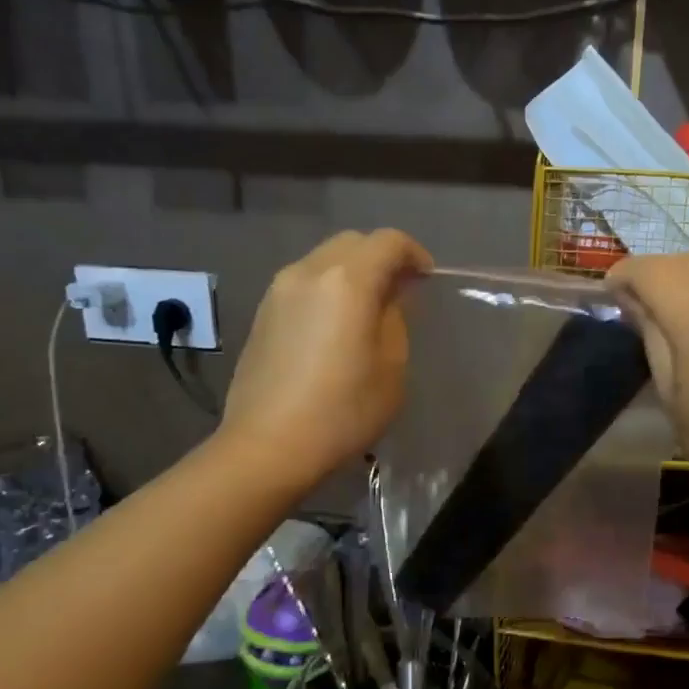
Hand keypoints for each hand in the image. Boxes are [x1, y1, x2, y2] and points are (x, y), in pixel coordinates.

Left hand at [223, 230, 432, 484]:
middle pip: (353, 243)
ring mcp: (278, 291)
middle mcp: (309, 272)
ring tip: (368, 309)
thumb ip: (394, 321)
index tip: (427, 280)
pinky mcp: (262, 313)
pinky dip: (327, 290)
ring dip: (352, 273)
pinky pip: (304, 284)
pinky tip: (335, 326)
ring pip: (324, 260)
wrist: (268, 446)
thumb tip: (386, 300)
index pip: (388, 242)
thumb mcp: (391, 368)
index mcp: (347, 282)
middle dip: (382, 258)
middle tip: (401, 292)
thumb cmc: (343, 411)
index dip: (414, 254)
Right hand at [606, 254, 688, 532]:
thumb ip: (651, 338)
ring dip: (686, 281)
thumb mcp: (673, 397)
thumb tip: (633, 303)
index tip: (608, 295)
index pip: (650, 271)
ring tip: (671, 314)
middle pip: (684, 262)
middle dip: (654, 274)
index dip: (622, 276)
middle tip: (634, 304)